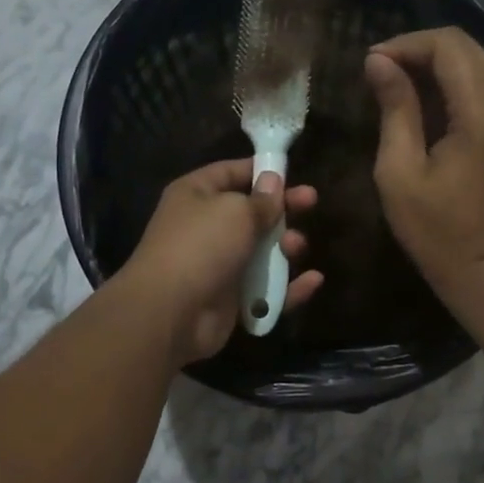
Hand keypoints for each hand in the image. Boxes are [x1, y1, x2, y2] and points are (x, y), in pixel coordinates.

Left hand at [121, 158, 322, 365]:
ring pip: (262, 252)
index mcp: (197, 195)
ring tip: (295, 247)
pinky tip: (313, 281)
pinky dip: (289, 287)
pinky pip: (266, 290)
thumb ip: (262, 200)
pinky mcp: (231, 299)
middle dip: (282, 209)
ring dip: (286, 247)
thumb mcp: (236, 211)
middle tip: (311, 202)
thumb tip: (273, 182)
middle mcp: (206, 227)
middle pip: (252, 213)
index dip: (260, 171)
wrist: (170, 311)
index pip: (231, 173)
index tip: (291, 173)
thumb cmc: (202, 245)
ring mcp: (219, 265)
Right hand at [365, 27, 483, 290]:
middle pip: (467, 47)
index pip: (449, 46)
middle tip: (380, 71)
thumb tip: (378, 62)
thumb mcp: (400, 172)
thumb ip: (394, 109)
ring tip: (395, 84)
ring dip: (436, 65)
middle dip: (420, 49)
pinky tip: (422, 103)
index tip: (372, 64)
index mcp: (483, 114)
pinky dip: (451, 84)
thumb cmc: (437, 230)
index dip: (407, 44)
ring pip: (477, 63)